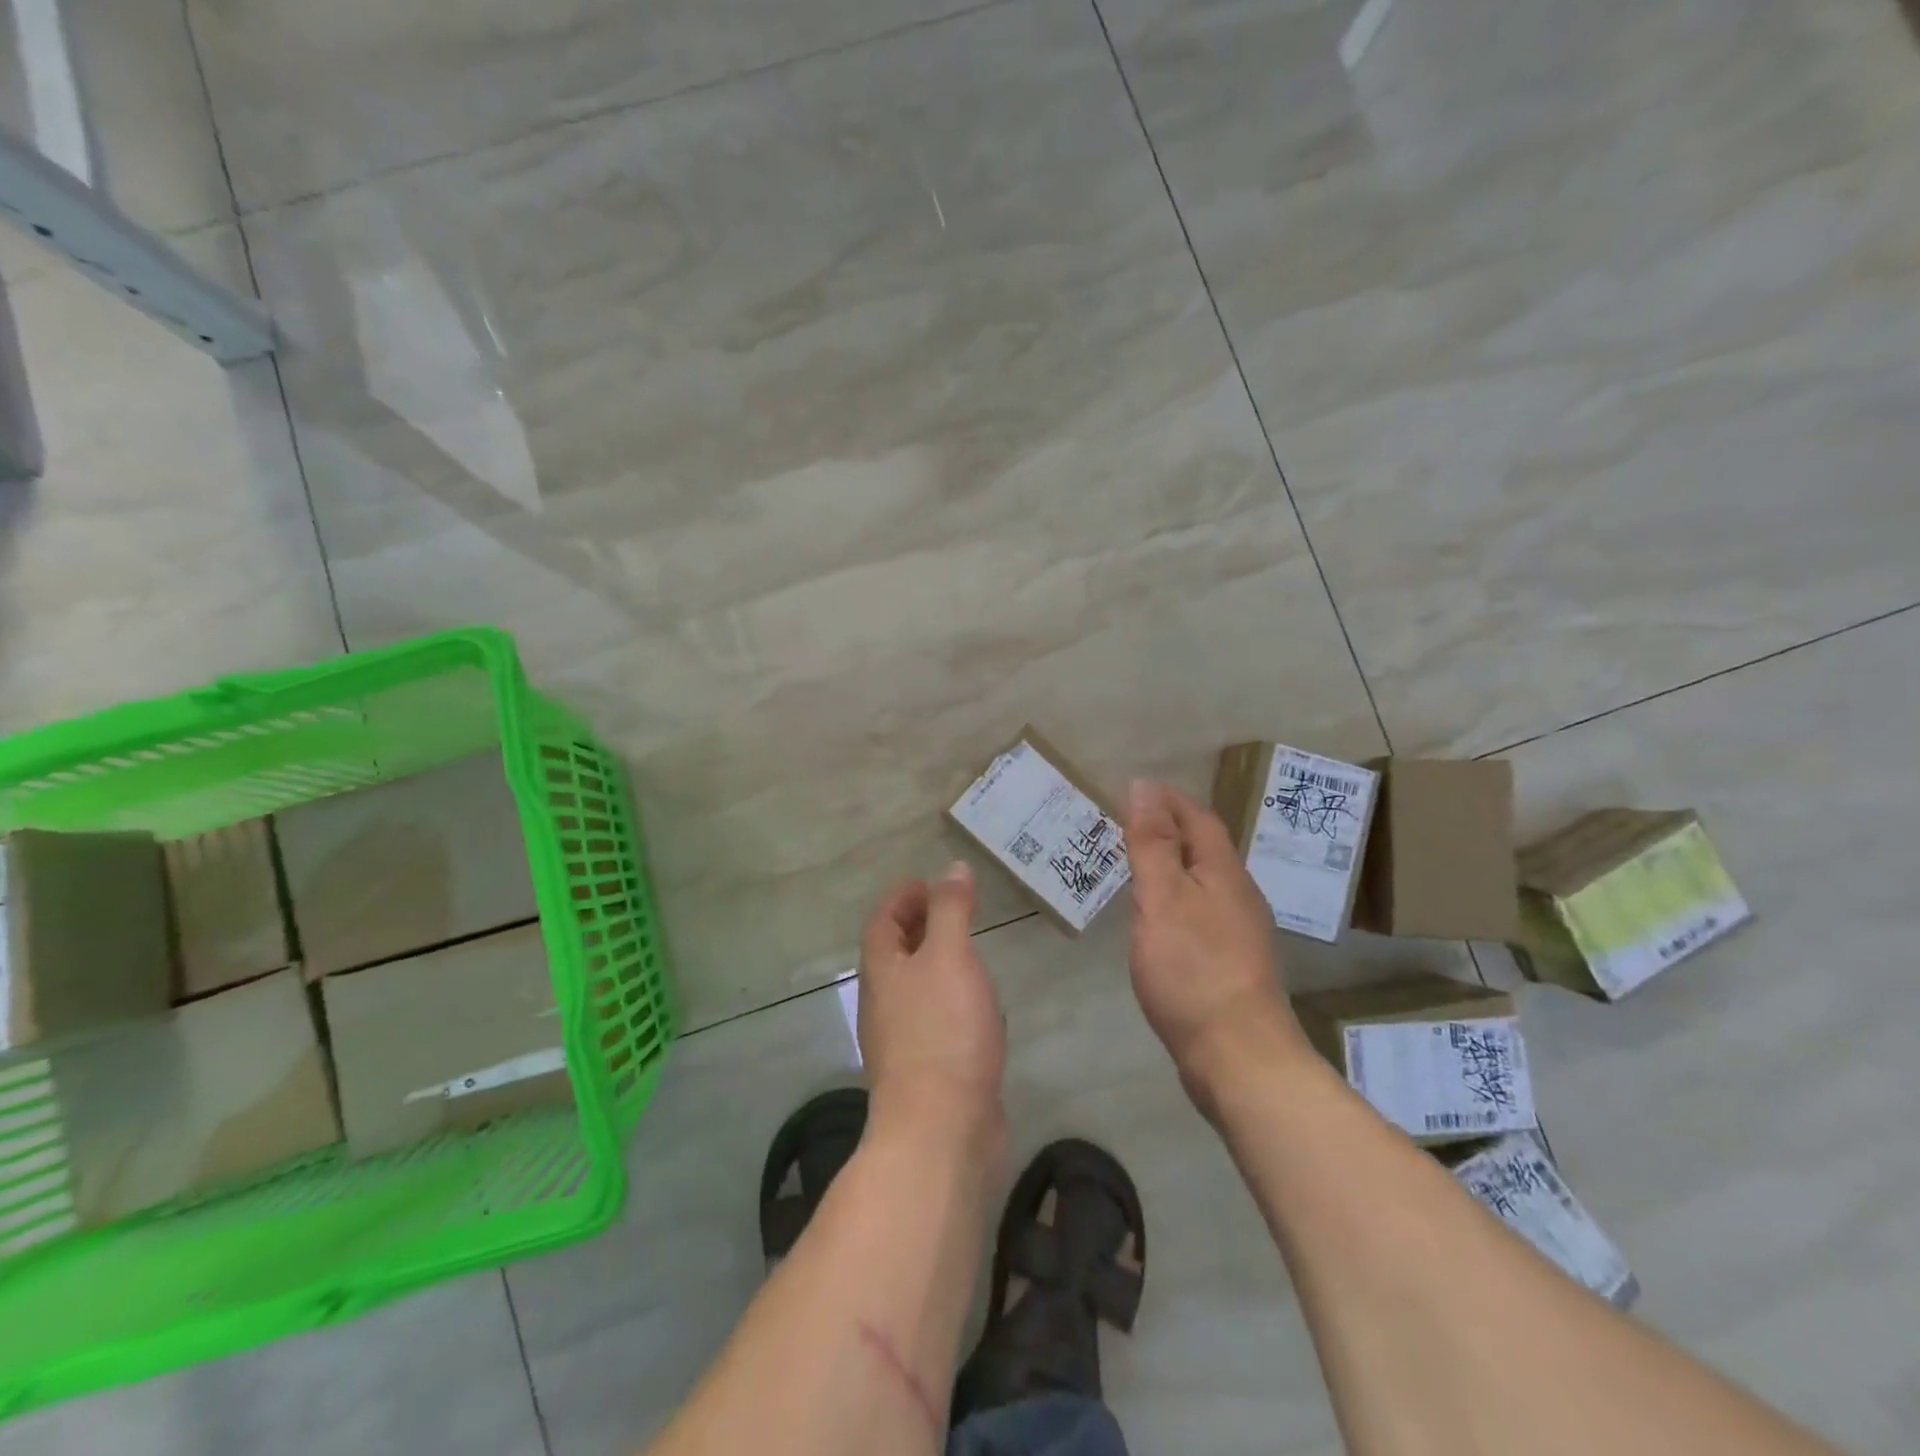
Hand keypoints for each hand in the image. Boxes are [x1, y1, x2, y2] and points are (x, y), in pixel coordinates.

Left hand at [858, 862, 1007, 1153]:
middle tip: (951, 908)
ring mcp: (902, 1038)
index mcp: (882, 970)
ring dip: (934, 962)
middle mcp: (884, 1001)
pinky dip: (950, 997)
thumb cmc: (942, 1030)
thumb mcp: (949, 955)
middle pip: (894, 952)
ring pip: (914, 986)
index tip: (927, 882)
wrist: (941, 1129)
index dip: (902, 897)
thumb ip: (951, 910)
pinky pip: (933, 1017)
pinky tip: (976, 1004)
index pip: (882, 921)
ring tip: (966, 948)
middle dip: (917, 926)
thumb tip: (952, 869)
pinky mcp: (926, 1068)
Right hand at [1124, 780, 1308, 1102]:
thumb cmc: (1194, 970)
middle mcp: (1238, 895)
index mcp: (1224, 873)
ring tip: (1133, 864)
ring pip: (1201, 881)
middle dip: (1168, 828)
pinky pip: (1198, 912)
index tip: (1132, 789)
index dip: (1167, 799)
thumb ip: (1152, 843)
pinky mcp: (1229, 964)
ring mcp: (1237, 932)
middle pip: (1204, 847)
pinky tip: (1155, 918)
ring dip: (1170, 863)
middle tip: (1124, 824)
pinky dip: (1173, 898)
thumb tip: (1145, 787)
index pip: (1198, 818)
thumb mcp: (1163, 898)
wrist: (1239, 1057)